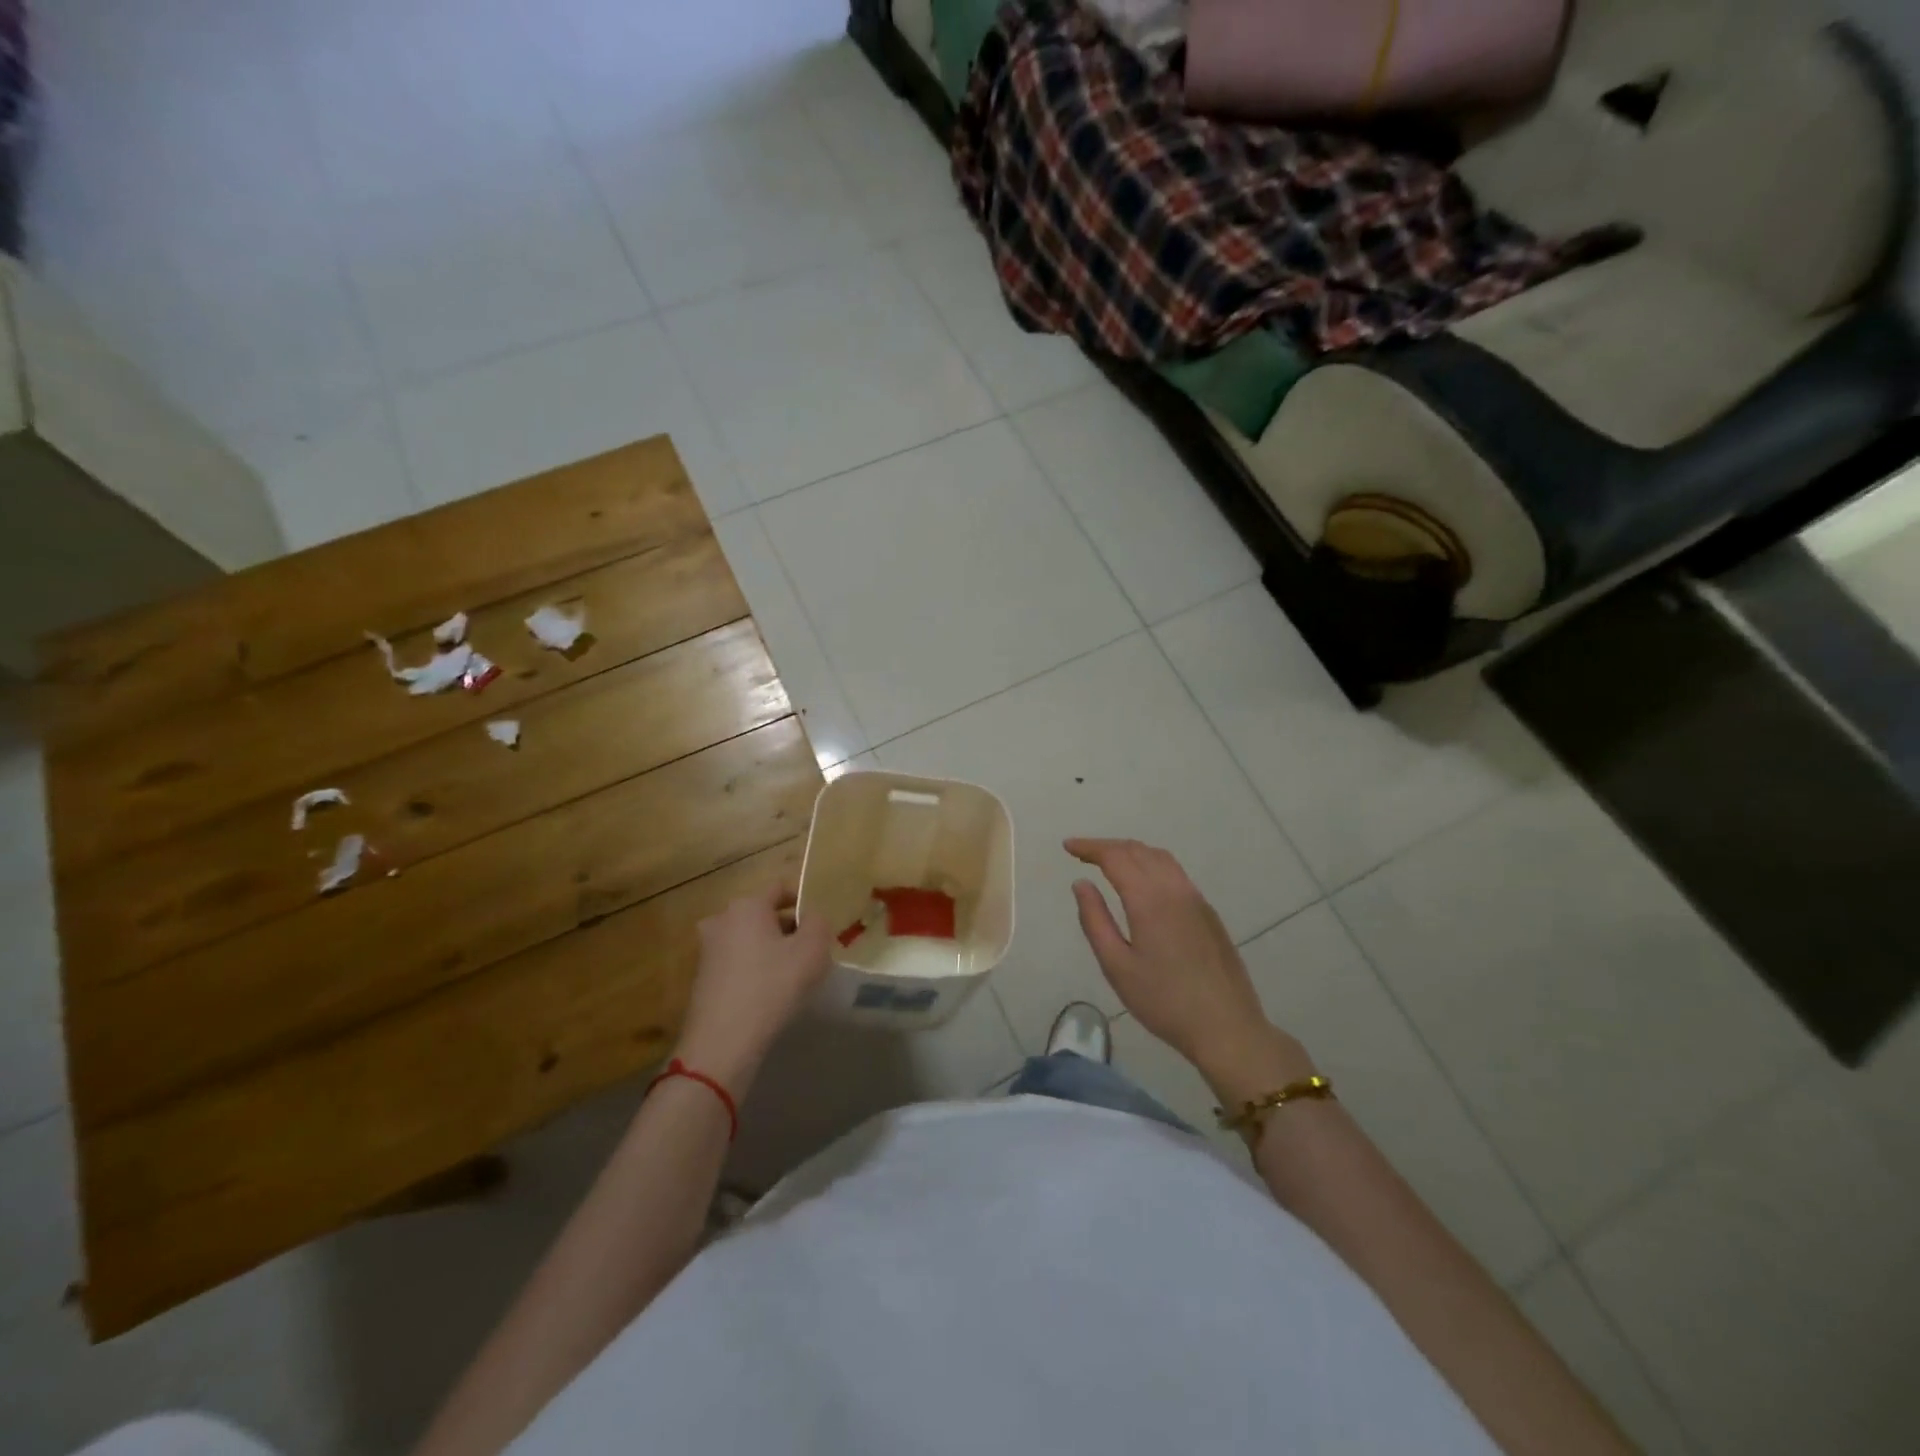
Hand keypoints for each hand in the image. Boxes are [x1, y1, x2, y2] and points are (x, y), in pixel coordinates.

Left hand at [675, 881, 831, 1094]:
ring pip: (749, 938)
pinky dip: (753, 969)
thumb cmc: (772, 986)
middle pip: (763, 914)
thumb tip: (810, 917)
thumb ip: (818, 922)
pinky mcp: (702, 977)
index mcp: (747, 905)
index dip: (803, 901)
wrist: (723, 1042)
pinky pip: (737, 961)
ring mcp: (707, 949)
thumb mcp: (812, 950)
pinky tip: (768, 993)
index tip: (819, 923)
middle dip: (787, 927)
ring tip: (792, 975)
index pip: (780, 888)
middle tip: (810, 951)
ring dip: (770, 949)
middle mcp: (721, 919)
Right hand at [1066, 838, 1315, 1102]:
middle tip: (1081, 853)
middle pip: (1138, 850)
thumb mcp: (1117, 966)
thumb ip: (1095, 920)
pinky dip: (1150, 863)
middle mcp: (1174, 888)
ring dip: (1131, 852)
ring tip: (1108, 862)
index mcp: (1149, 899)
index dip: (1089, 847)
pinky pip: (1175, 872)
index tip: (1067, 846)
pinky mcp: (1208, 912)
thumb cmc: (1163, 1001)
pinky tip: (1142, 882)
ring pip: (1160, 858)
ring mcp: (1196, 898)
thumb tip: (1081, 884)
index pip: (1115, 857)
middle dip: (1107, 846)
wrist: (1227, 1027)